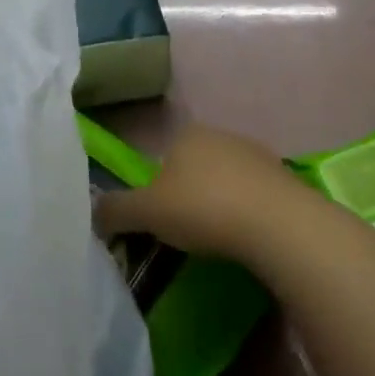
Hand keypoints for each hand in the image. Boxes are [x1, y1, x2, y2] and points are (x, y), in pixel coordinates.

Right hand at [94, 125, 303, 262]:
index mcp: (185, 134)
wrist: (277, 222)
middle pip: (194, 168)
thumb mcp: (148, 213)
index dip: (157, 191)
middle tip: (188, 235)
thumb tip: (92, 212)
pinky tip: (248, 238)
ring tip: (219, 241)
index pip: (162, 160)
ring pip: (226, 180)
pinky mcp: (282, 176)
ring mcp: (254, 153)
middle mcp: (218, 134)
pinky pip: (254, 195)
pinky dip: (248, 212)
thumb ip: (116, 210)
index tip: (162, 223)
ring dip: (220, 204)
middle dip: (189, 196)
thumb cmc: (203, 208)